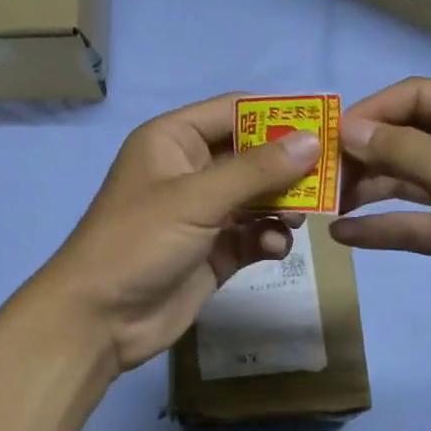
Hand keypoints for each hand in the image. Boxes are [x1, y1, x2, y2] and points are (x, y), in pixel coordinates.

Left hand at [29, 93, 322, 372]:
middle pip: (252, 155)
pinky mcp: (212, 251)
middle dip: (289, 167)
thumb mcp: (197, 198)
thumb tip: (312, 140)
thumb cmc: (139, 242)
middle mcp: (189, 171)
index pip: (234, 111)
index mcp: (174, 140)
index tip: (326, 123)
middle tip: (331, 178)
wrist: (99, 319)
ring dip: (282, 206)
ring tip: (301, 218)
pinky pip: (252, 235)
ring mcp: (202, 213)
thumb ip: (257, 170)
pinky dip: (268, 239)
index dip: (278, 114)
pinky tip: (275, 249)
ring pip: (257, 197)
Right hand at [331, 78, 430, 370]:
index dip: (373, 112)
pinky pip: (408, 223)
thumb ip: (407, 152)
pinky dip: (378, 228)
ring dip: (365, 190)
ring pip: (403, 181)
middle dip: (364, 153)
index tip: (330, 139)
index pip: (418, 96)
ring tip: (325, 206)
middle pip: (406, 137)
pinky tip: (342, 236)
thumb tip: (346, 128)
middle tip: (321, 177)